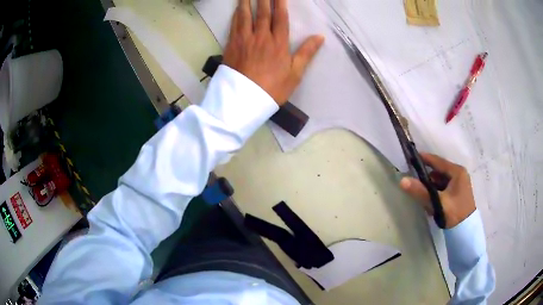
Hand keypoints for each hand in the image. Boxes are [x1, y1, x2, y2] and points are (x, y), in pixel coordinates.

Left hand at [223, 0, 324, 105]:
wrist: (244, 101)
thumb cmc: (272, 88)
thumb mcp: (295, 74)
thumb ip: (307, 53)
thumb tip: (320, 37)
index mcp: (278, 43)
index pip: (280, 17)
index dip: (280, 3)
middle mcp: (261, 37)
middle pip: (263, 13)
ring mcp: (244, 40)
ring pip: (246, 16)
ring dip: (247, 2)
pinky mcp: (232, 46)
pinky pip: (234, 26)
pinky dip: (236, 15)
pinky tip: (237, 9)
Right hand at [400, 153, 475, 228]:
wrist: (465, 232)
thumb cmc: (454, 214)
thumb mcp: (437, 203)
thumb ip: (421, 191)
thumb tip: (402, 180)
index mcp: (457, 172)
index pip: (438, 161)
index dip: (424, 159)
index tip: (411, 158)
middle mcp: (459, 174)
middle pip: (439, 171)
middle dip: (427, 176)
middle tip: (415, 181)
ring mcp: (460, 183)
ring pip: (441, 179)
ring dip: (431, 185)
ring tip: (422, 194)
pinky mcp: (458, 192)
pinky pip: (444, 187)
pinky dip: (437, 191)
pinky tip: (431, 200)